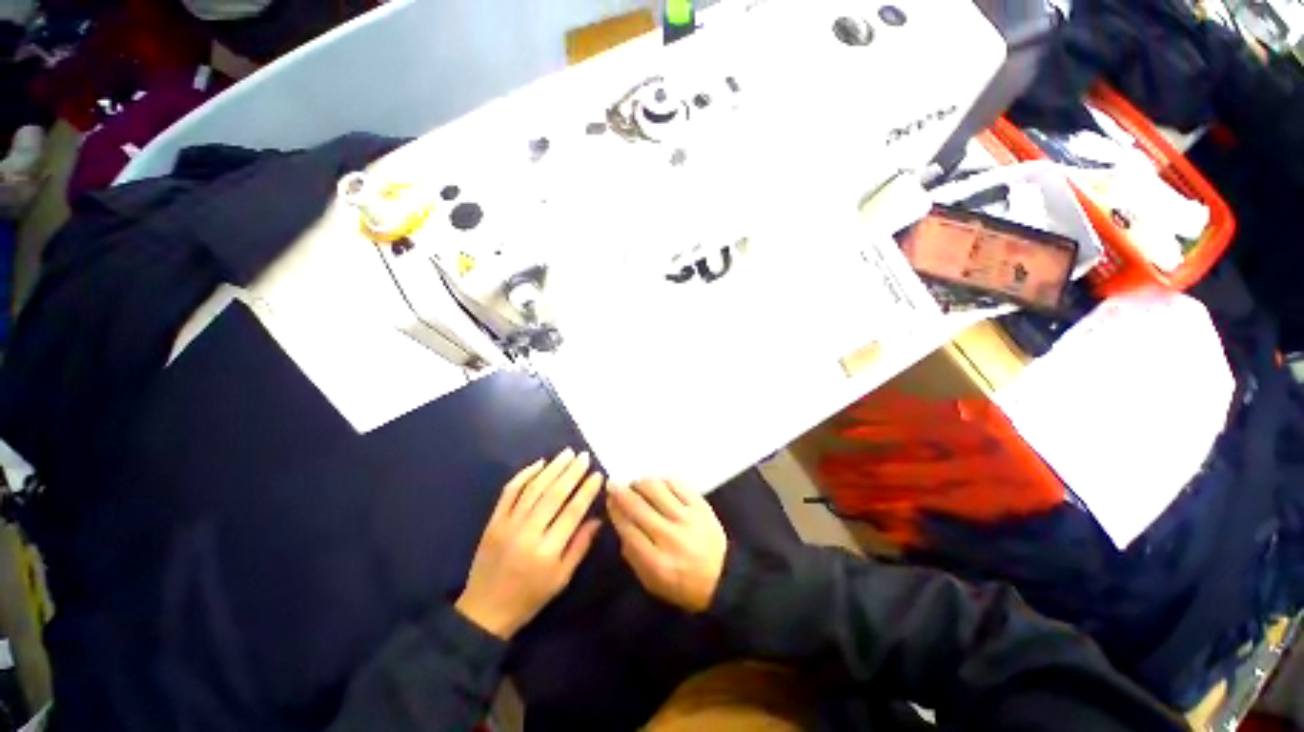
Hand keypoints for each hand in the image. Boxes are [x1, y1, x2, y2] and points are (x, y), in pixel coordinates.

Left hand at [455, 449, 603, 639]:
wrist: (484, 611)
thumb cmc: (529, 598)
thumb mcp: (561, 578)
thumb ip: (580, 546)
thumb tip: (598, 518)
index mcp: (547, 551)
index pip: (572, 512)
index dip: (587, 491)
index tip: (598, 474)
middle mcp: (528, 533)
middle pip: (554, 494)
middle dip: (572, 472)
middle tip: (584, 456)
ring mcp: (508, 524)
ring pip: (533, 488)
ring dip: (552, 468)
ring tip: (567, 453)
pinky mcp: (493, 521)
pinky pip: (509, 492)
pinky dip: (524, 474)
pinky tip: (539, 463)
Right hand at [607, 478, 727, 612]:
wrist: (722, 578)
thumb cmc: (682, 584)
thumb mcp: (651, 582)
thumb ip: (632, 555)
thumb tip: (619, 522)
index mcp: (657, 564)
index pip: (628, 529)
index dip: (615, 510)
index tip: (608, 499)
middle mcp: (672, 538)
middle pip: (638, 507)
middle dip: (621, 492)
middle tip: (613, 484)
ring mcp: (688, 519)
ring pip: (656, 489)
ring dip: (640, 483)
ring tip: (636, 485)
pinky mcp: (702, 506)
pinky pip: (677, 484)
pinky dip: (662, 480)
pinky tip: (658, 484)